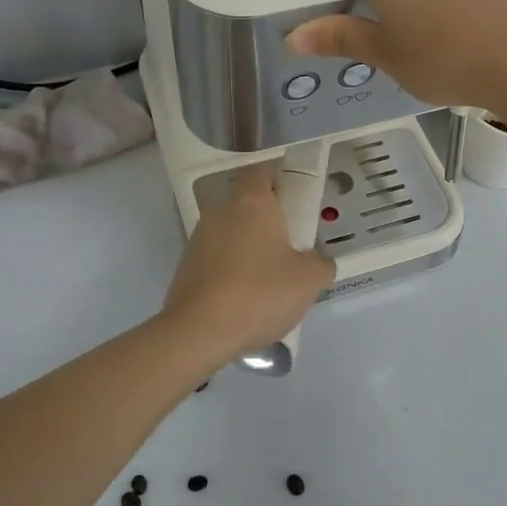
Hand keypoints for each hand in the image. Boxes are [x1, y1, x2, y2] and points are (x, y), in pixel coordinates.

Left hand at [162, 165, 334, 361]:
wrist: (199, 332)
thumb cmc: (259, 292)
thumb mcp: (309, 280)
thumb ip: (321, 264)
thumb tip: (319, 261)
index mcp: (251, 203)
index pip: (260, 173)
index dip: (278, 183)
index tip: (295, 204)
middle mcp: (220, 212)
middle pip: (246, 207)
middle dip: (268, 224)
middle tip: (291, 250)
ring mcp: (198, 240)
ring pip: (231, 235)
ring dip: (249, 251)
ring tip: (270, 283)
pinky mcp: (185, 268)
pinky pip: (217, 261)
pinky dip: (231, 273)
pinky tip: (245, 302)